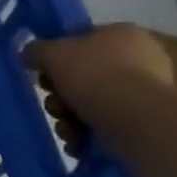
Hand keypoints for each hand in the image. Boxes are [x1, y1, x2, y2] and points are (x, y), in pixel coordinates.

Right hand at [24, 24, 173, 131]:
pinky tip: (78, 142)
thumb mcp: (51, 53)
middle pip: (84, 76)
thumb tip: (30, 54)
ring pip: (92, 103)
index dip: (57, 57)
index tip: (43, 73)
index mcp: (123, 34)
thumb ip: (36, 50)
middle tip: (53, 105)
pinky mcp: (145, 123)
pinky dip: (88, 135)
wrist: (133, 120)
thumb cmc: (93, 75)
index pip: (82, 40)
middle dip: (61, 95)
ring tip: (66, 129)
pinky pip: (106, 125)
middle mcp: (140, 60)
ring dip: (70, 118)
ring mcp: (145, 94)